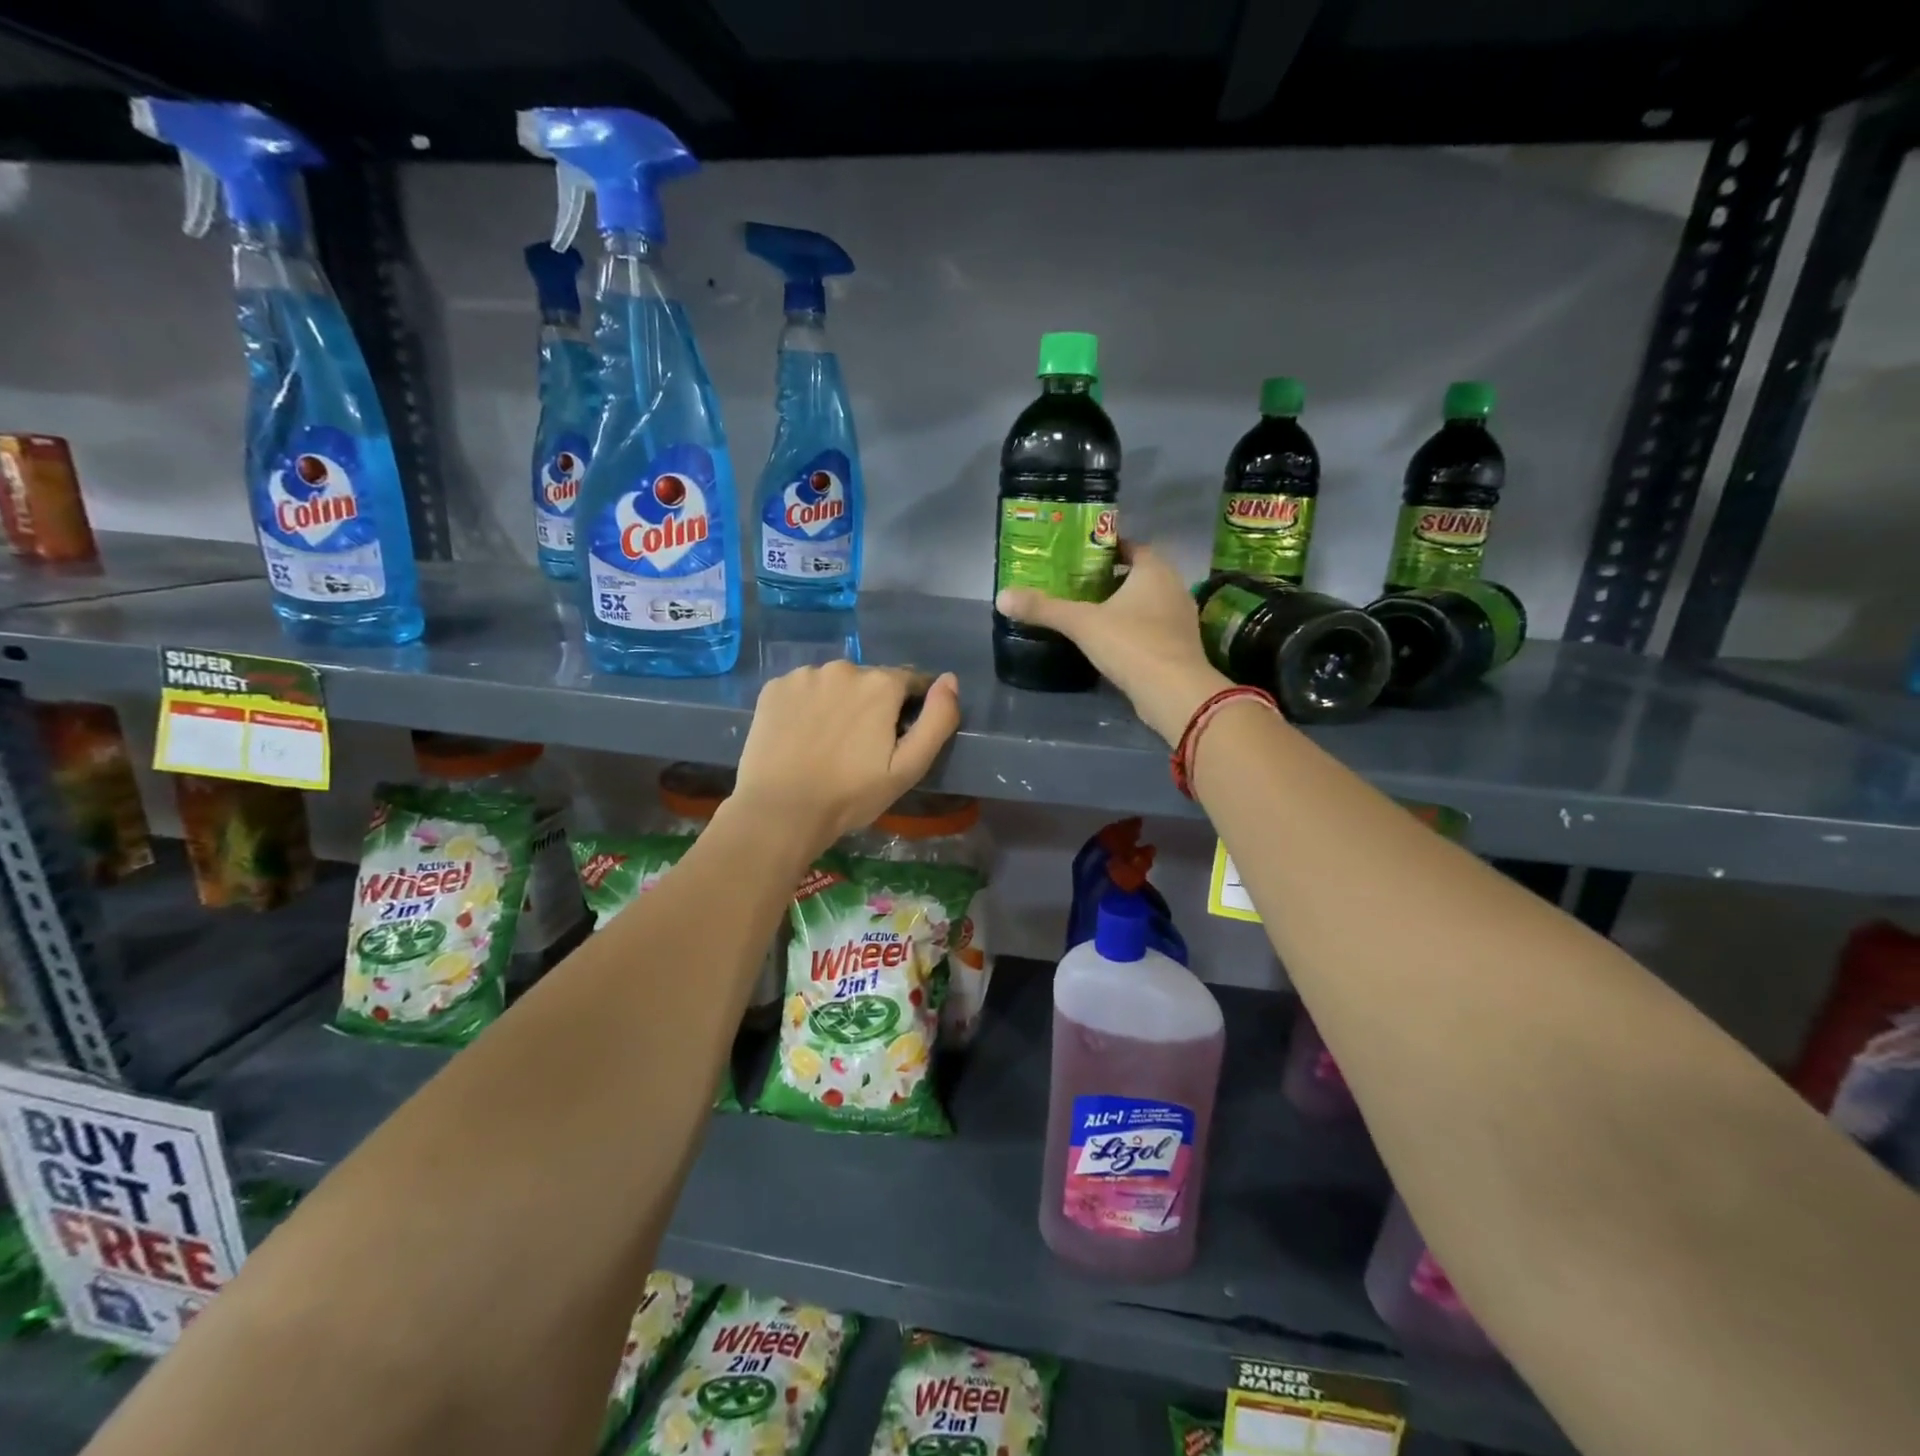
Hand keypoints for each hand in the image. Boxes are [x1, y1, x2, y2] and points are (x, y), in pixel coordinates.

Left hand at [732, 662, 960, 853]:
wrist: (780, 812)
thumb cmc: (851, 795)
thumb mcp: (908, 767)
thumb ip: (937, 720)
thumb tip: (949, 679)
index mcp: (880, 683)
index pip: (910, 681)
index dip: (911, 707)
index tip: (899, 736)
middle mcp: (843, 667)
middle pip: (871, 681)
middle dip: (873, 705)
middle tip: (862, 746)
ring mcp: (803, 675)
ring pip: (835, 683)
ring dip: (839, 702)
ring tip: (829, 742)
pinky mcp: (774, 688)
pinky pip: (802, 689)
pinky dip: (807, 705)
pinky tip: (802, 735)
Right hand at [996, 542, 1228, 742]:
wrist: (1175, 693)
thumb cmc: (1131, 644)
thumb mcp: (1081, 623)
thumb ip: (1044, 609)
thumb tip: (1002, 597)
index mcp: (1155, 569)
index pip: (1131, 545)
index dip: (1106, 548)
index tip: (1079, 557)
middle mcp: (1174, 586)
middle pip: (1139, 574)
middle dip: (1110, 577)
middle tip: (1076, 584)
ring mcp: (1181, 618)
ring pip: (1147, 602)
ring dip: (1122, 605)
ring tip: (1089, 612)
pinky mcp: (1180, 646)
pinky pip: (1152, 627)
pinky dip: (1132, 628)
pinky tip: (1110, 641)